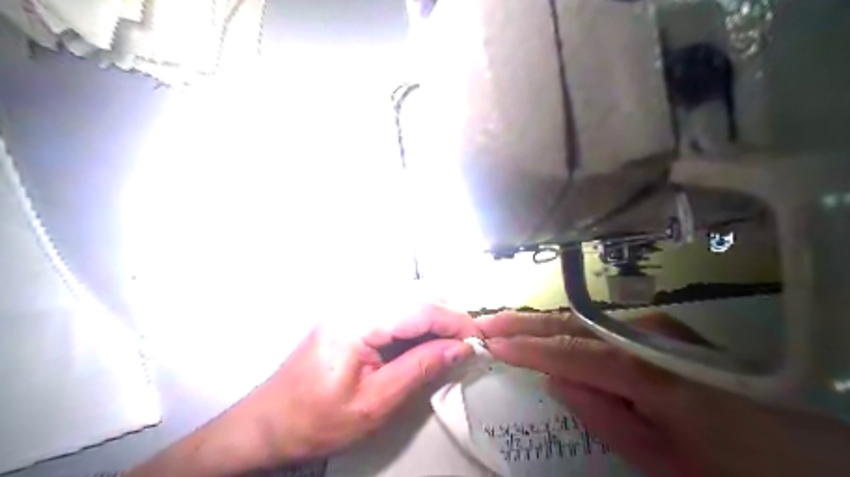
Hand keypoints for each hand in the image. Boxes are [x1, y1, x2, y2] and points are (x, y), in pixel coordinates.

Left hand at [129, 303, 480, 475]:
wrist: (267, 422)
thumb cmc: (317, 420)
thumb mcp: (375, 403)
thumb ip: (420, 368)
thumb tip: (460, 347)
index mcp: (356, 321)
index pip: (418, 308)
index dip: (454, 321)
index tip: (478, 339)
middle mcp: (354, 302)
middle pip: (414, 295)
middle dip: (447, 315)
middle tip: (467, 342)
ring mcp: (350, 304)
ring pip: (406, 297)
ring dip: (433, 316)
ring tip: (451, 341)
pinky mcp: (350, 313)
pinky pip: (393, 306)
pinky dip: (415, 319)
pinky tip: (425, 339)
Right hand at [476, 311, 849, 473]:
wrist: (803, 444)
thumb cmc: (732, 463)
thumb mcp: (665, 459)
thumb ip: (604, 414)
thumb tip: (554, 379)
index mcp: (645, 371)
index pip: (569, 352)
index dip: (527, 348)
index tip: (490, 343)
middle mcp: (643, 335)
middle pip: (570, 325)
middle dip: (524, 323)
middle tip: (486, 322)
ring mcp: (651, 328)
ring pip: (583, 323)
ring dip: (541, 324)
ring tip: (506, 326)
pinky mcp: (656, 331)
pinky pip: (600, 330)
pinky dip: (566, 330)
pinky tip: (547, 333)